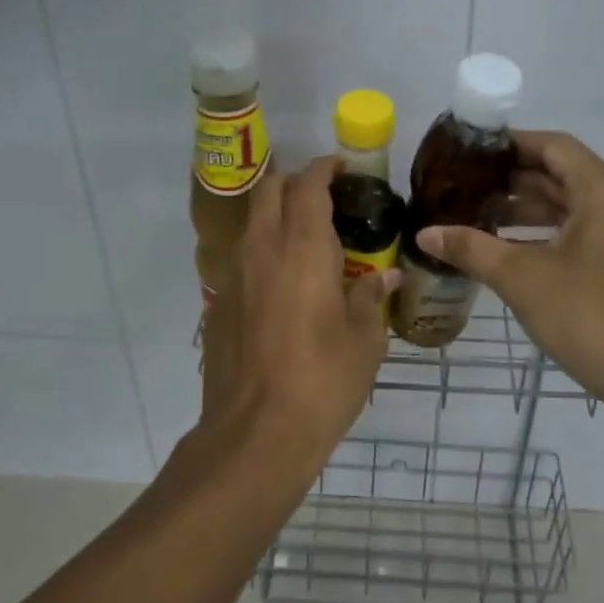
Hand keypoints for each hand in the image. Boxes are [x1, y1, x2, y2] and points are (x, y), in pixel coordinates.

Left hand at [196, 157, 398, 485]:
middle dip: (294, 183)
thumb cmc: (322, 381)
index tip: (342, 168)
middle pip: (268, 191)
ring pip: (251, 224)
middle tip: (324, 199)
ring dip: (276, 218)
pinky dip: (263, 255)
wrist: (255, 434)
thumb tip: (385, 277)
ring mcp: (233, 277)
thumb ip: (371, 297)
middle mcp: (261, 251)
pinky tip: (284, 288)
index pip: (307, 185)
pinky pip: (242, 262)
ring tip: (307, 242)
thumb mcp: (364, 340)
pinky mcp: (218, 306)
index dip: (324, 168)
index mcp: (301, 249)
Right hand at [417, 131, 603, 411]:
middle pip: (562, 173)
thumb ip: (472, 248)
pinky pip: (582, 229)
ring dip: (527, 208)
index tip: (469, 152)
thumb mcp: (521, 278)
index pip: (552, 146)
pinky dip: (546, 231)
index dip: (510, 144)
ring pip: (571, 204)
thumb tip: (425, 234)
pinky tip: (508, 246)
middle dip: (512, 179)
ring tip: (477, 214)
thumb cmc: (587, 315)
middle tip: (464, 185)